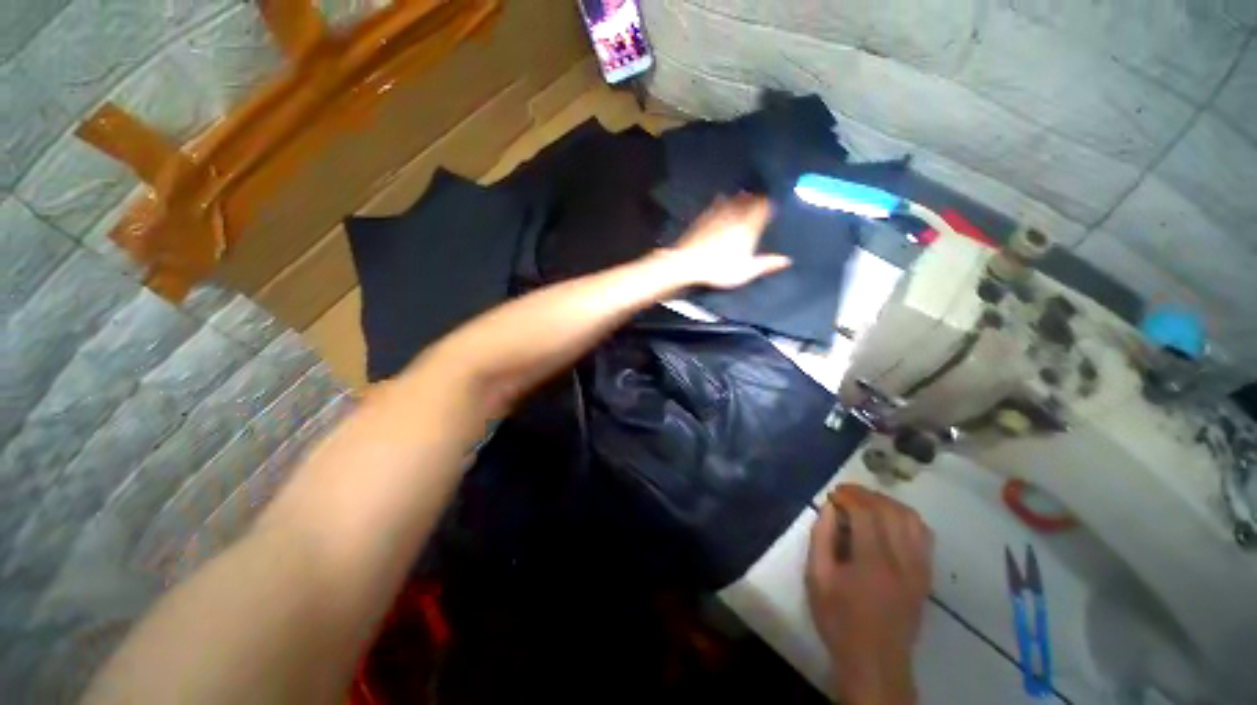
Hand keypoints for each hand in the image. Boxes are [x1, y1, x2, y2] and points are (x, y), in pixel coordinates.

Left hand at [667, 195, 791, 288]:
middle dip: (756, 198)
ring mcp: (717, 214)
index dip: (769, 205)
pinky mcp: (703, 217)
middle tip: (760, 196)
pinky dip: (722, 200)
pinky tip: (721, 198)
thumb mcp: (745, 271)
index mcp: (748, 226)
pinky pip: (716, 204)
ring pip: (733, 199)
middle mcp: (735, 216)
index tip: (773, 205)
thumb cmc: (719, 269)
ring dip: (740, 196)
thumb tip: (786, 261)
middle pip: (749, 201)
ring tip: (744, 193)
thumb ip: (766, 264)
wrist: (687, 263)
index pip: (763, 208)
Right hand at [806, 485, 933, 704]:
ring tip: (866, 503)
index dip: (848, 496)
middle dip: (865, 495)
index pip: (867, 512)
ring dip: (887, 503)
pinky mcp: (926, 575)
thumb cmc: (839, 619)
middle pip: (890, 510)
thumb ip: (821, 538)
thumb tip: (829, 508)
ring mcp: (919, 568)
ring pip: (912, 519)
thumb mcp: (817, 578)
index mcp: (873, 562)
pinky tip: (889, 520)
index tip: (833, 494)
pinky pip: (924, 535)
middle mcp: (902, 561)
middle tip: (845, 494)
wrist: (875, 660)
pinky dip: (906, 518)